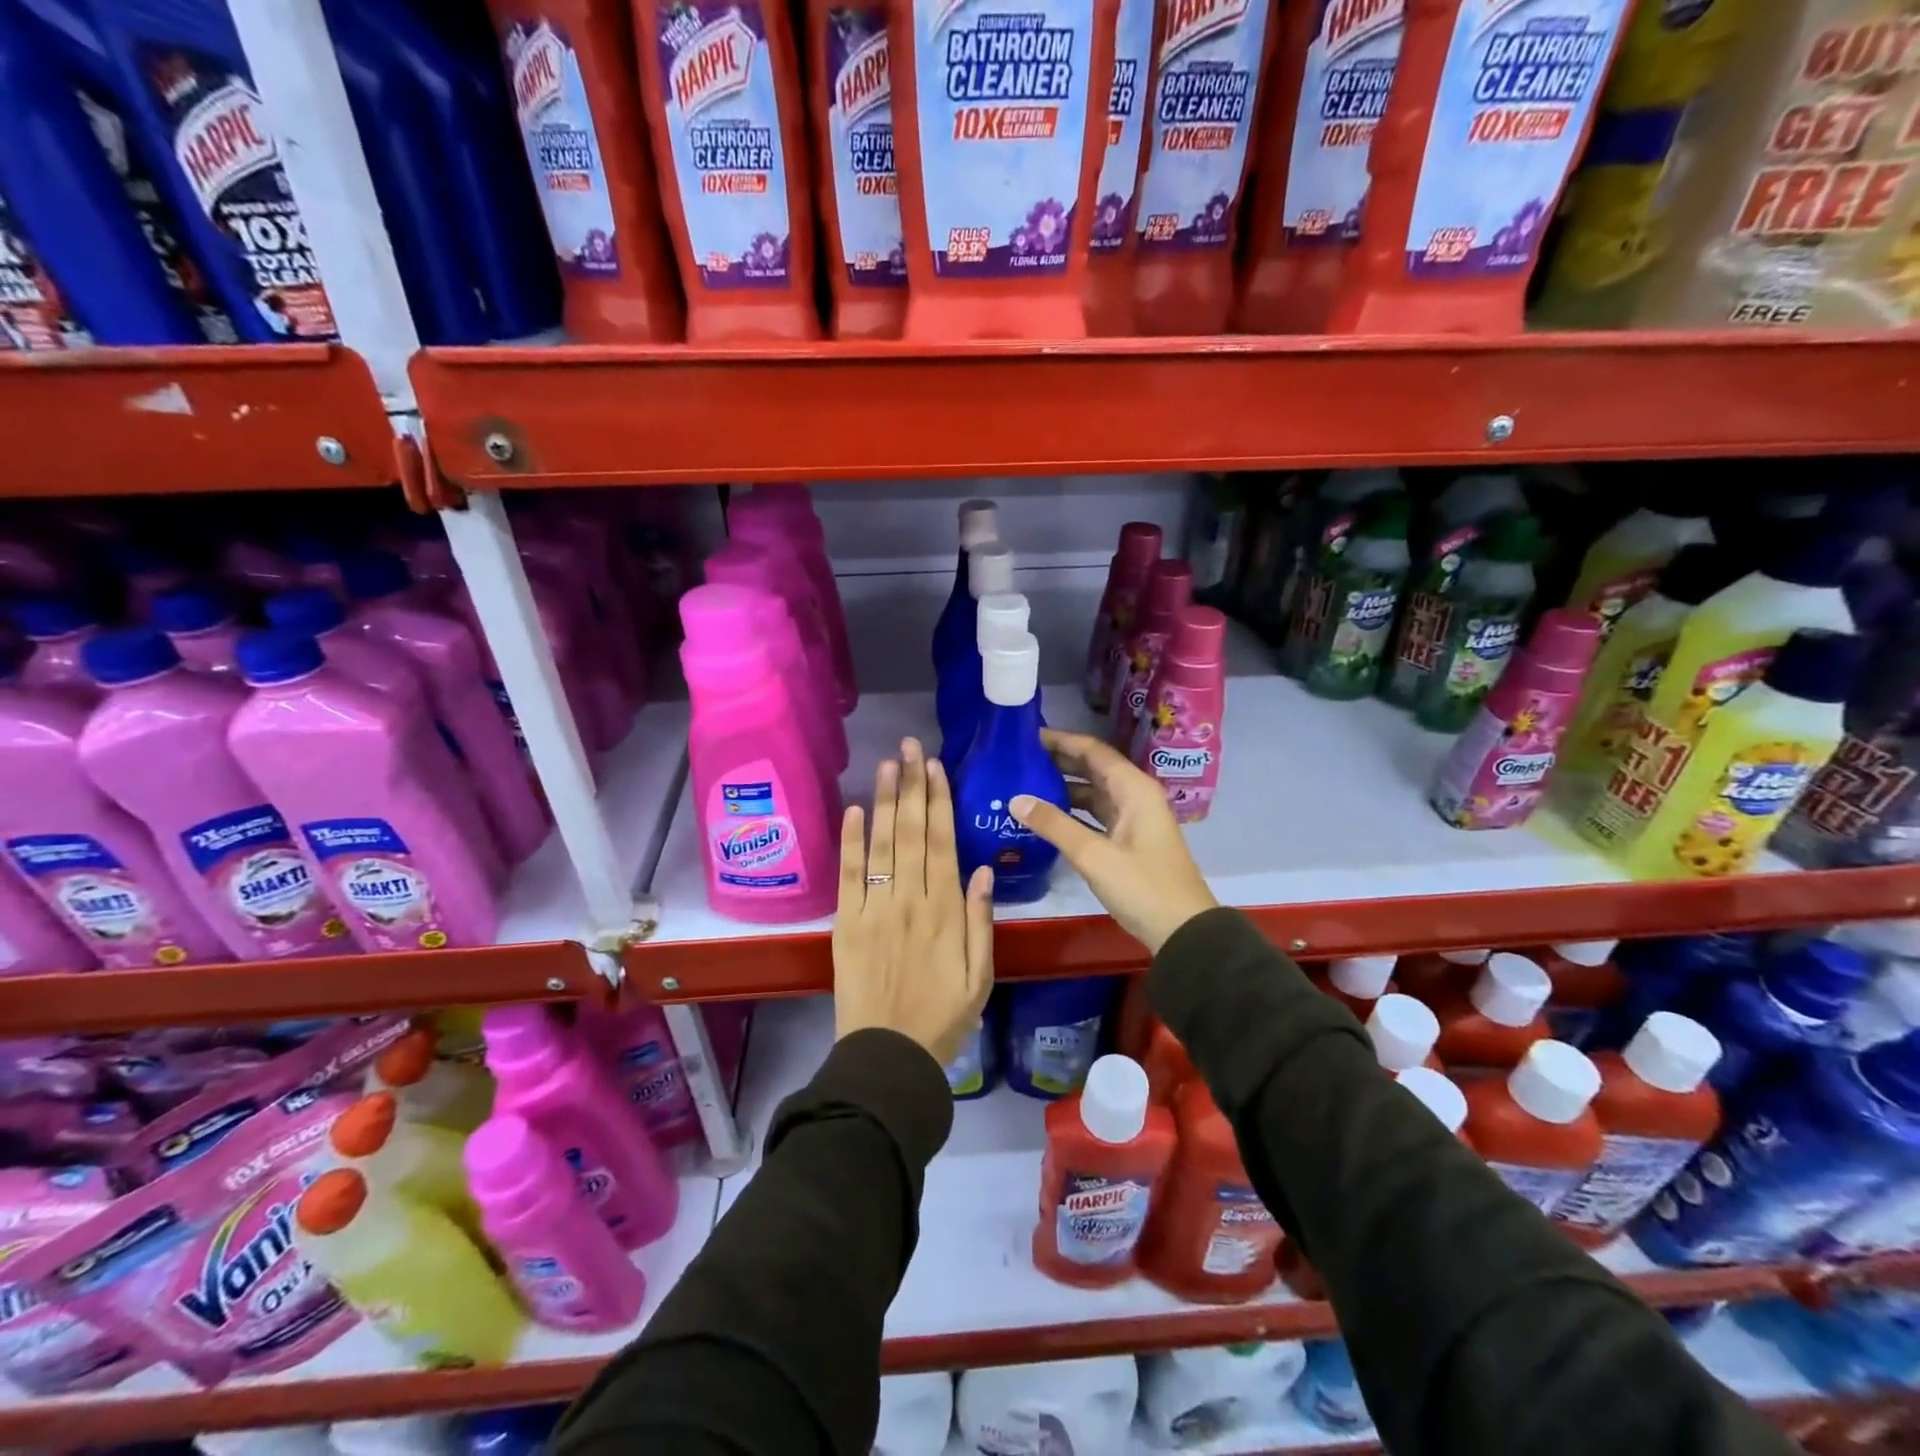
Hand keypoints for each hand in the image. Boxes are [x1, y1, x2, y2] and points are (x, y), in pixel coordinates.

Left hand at [833, 737, 994, 1066]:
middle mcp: (910, 901)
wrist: (888, 1056)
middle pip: (910, 832)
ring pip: (881, 845)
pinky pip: (848, 876)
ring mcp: (874, 909)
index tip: (935, 767)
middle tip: (911, 746)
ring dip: (884, 801)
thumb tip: (984, 868)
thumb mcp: (981, 976)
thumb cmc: (943, 1018)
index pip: (941, 843)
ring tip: (888, 763)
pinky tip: (852, 810)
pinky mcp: (846, 923)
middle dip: (912, 785)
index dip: (939, 801)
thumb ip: (982, 921)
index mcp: (945, 912)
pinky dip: (850, 841)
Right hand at [1010, 728, 1215, 953]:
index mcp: (1133, 789)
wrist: (1182, 931)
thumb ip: (1054, 825)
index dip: (1060, 741)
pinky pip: (1095, 814)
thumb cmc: (1142, 887)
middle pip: (1092, 768)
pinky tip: (1044, 816)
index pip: (1092, 751)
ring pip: (1092, 792)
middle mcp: (1134, 796)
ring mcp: (1132, 819)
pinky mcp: (1127, 840)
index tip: (1026, 736)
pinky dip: (1071, 811)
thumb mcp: (1094, 855)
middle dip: (1058, 761)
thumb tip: (1015, 799)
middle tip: (1017, 759)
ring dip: (1062, 786)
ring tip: (1023, 783)